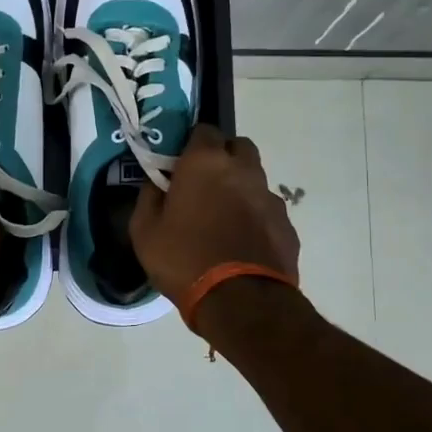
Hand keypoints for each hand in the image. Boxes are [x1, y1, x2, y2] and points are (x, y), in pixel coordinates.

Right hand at [130, 125, 300, 307]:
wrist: (240, 301)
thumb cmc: (183, 259)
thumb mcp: (144, 231)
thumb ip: (149, 197)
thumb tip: (157, 183)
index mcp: (206, 163)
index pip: (204, 130)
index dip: (191, 145)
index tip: (180, 165)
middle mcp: (243, 170)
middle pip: (238, 147)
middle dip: (223, 158)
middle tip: (204, 185)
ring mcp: (270, 197)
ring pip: (255, 179)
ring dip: (240, 189)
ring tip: (223, 220)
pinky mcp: (287, 225)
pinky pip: (267, 211)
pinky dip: (255, 218)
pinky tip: (242, 244)